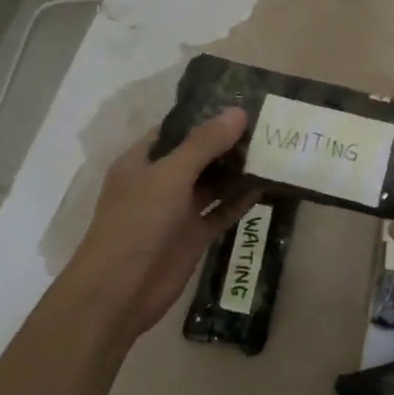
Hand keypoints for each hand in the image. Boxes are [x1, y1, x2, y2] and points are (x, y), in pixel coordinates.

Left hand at [58, 109, 257, 340]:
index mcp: (142, 161)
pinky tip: (268, 186)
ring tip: (274, 149)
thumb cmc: (137, 223)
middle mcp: (160, 182)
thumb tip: (238, 111)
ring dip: (238, 170)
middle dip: (228, 142)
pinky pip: (221, 211)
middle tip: (268, 124)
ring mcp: (178, 210)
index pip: (176, 129)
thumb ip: (205, 144)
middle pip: (198, 155)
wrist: (120, 291)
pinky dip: (241, 200)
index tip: (242, 103)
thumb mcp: (170, 176)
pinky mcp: (194, 235)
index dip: (205, 115)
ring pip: (213, 183)